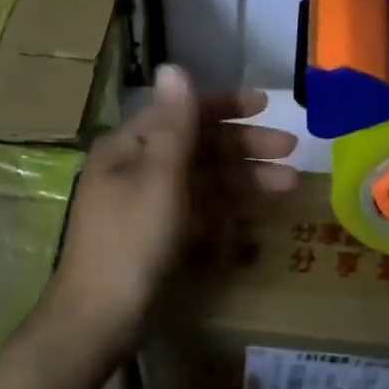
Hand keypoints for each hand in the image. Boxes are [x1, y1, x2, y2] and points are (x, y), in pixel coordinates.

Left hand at [49, 66, 298, 356]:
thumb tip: (173, 65)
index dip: (225, 105)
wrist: (98, 322)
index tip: (267, 106)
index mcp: (130, 146)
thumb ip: (174, 124)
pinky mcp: (158, 234)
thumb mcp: (158, 178)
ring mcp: (147, 202)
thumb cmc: (130, 242)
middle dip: (245, 145)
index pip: (183, 111)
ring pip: (203, 178)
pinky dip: (227, 207)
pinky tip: (258, 214)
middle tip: (291, 150)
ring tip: (289, 185)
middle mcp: (137, 166)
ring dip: (245, 178)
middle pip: (198, 144)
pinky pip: (199, 208)